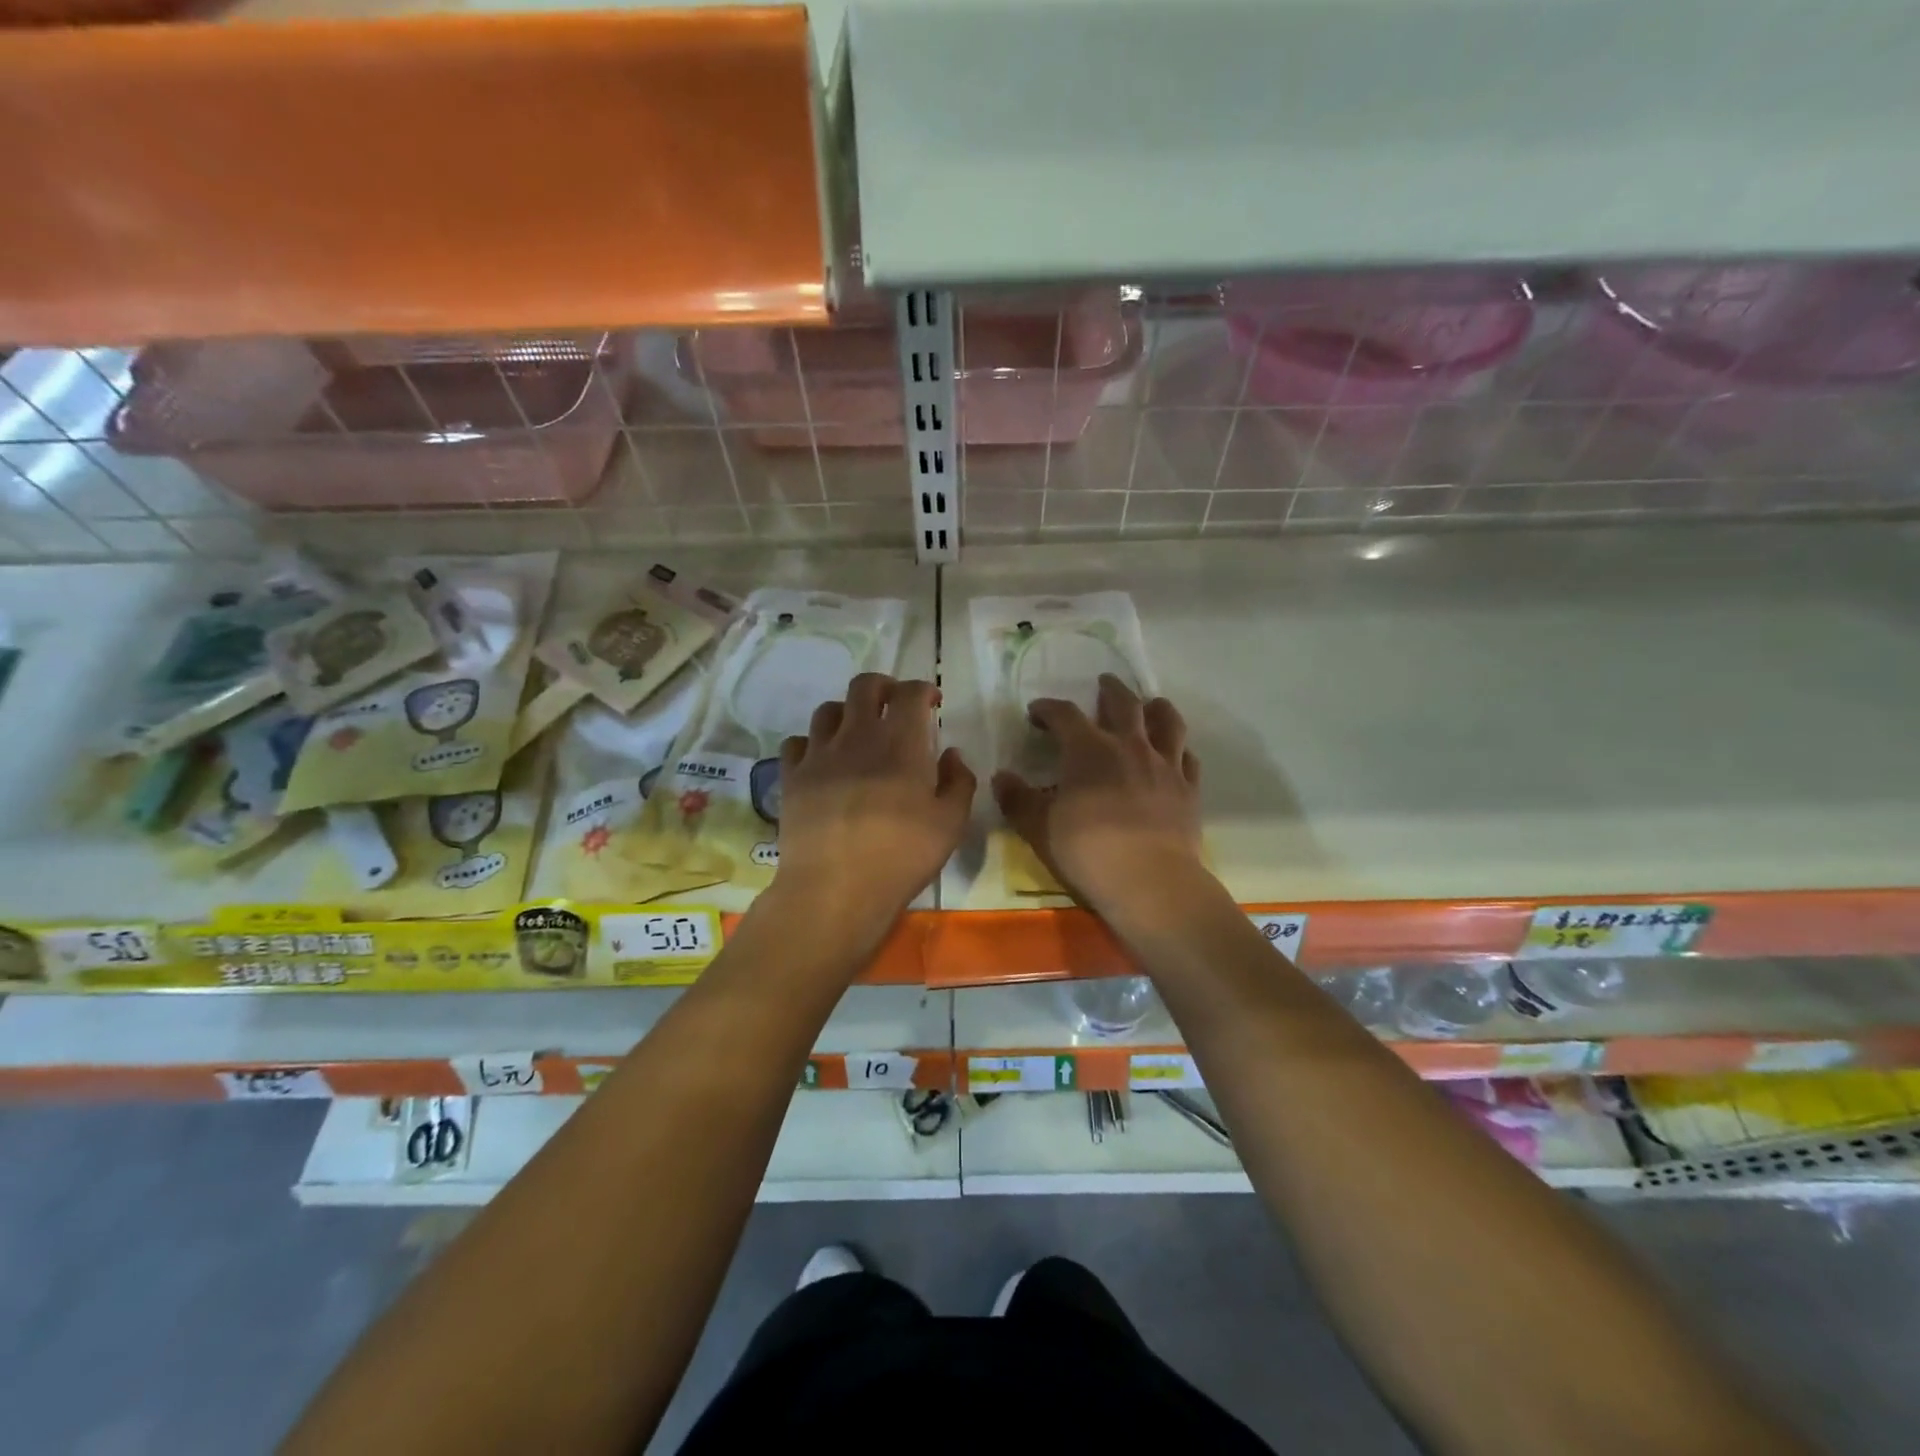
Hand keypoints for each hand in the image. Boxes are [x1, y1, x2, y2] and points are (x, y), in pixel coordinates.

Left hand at [772, 673, 975, 932]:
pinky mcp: (792, 777)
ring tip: (856, 731)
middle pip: (864, 686)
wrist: (835, 889)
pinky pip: (796, 742)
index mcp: (900, 742)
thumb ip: (959, 782)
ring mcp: (819, 754)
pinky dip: (811, 743)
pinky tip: (821, 760)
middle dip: (883, 686)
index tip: (932, 702)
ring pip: (827, 709)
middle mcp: (857, 736)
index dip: (923, 689)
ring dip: (846, 712)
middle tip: (894, 704)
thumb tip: (951, 755)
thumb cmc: (901, 857)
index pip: (910, 693)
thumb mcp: (951, 824)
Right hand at [993, 675, 1203, 912]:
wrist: (1151, 882)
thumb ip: (1018, 800)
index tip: (1037, 712)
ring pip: (1166, 722)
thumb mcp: (1039, 828)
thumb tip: (1001, 778)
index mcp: (1088, 751)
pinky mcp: (1189, 789)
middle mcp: (1129, 747)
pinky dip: (1179, 750)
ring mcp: (1165, 765)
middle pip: (1123, 704)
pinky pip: (1188, 758)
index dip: (1048, 709)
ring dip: (1156, 708)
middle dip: (1110, 690)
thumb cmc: (1088, 852)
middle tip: (1103, 683)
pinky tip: (1176, 754)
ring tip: (1151, 704)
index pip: (1065, 715)